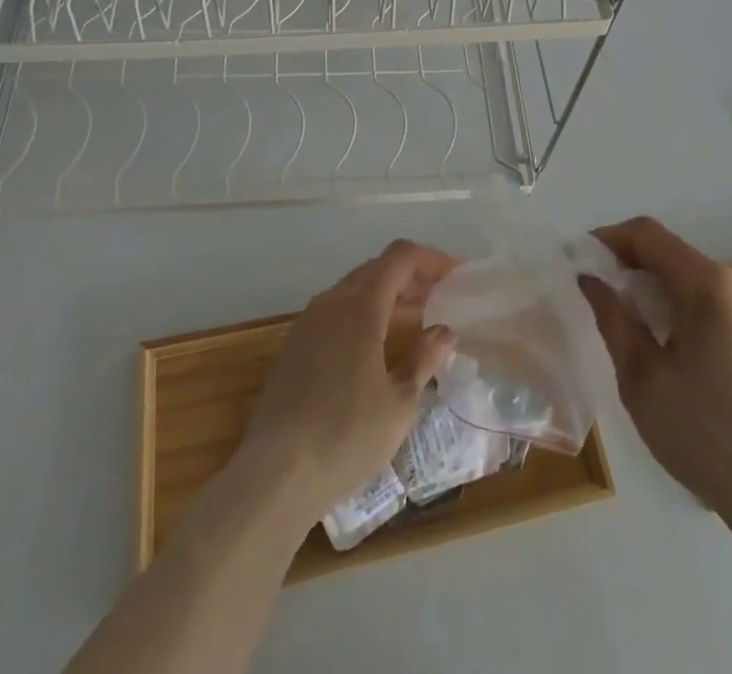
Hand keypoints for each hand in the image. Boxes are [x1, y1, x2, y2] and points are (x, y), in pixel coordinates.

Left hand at [234, 240, 458, 525]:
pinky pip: (335, 312)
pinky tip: (375, 349)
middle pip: (377, 269)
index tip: (456, 277)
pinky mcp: (294, 346)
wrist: (274, 474)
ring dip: (386, 297)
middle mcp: (332, 301)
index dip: (431, 260)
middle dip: (411, 278)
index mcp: (361, 304)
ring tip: (414, 323)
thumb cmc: (346, 435)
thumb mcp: (400, 403)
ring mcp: (308, 322)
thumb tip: (443, 331)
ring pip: (354, 290)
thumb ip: (423, 359)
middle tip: (440, 300)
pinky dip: (363, 315)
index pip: (400, 257)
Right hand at [579, 217, 731, 523]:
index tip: (580, 261)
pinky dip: (681, 306)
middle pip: (671, 253)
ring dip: (655, 288)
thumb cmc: (705, 435)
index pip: (648, 235)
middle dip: (630, 266)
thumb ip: (612, 317)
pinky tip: (668, 346)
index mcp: (709, 285)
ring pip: (691, 277)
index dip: (608, 239)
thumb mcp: (641, 377)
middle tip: (599, 296)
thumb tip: (590, 279)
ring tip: (630, 324)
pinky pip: (712, 300)